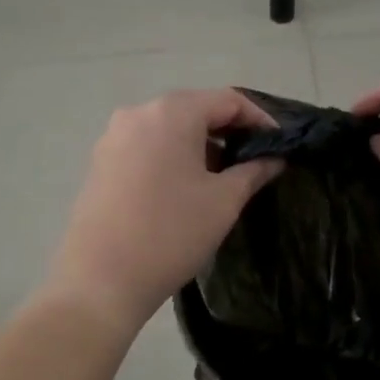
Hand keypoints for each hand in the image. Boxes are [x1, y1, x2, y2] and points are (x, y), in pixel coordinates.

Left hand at [45, 89, 282, 333]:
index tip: (279, 145)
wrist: (100, 280)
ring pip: (168, 128)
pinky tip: (184, 187)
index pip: (228, 100)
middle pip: (195, 109)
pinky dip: (171, 156)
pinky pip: (146, 146)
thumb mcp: (223, 201)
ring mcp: (113, 137)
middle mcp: (138, 113)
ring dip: (199, 144)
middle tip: (255, 160)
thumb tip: (274, 158)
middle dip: (228, 131)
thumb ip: (254, 171)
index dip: (259, 119)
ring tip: (222, 176)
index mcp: (171, 112)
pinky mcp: (99, 162)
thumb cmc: (171, 233)